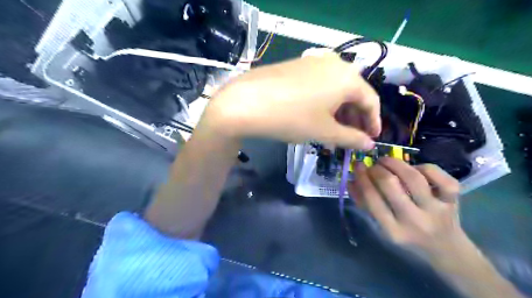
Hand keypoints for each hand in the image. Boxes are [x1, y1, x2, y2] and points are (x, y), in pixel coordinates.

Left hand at [199, 52, 377, 148]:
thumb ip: (351, 138)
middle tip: (351, 137)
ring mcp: (313, 61)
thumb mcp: (324, 131)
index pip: (371, 100)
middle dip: (354, 117)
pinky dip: (324, 101)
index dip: (373, 122)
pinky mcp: (297, 65)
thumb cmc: (292, 118)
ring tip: (333, 130)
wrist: (246, 102)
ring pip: (335, 89)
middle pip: (353, 93)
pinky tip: (316, 115)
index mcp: (348, 77)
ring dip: (339, 111)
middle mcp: (334, 63)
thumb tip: (369, 145)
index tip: (371, 139)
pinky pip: (319, 84)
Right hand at [348, 156, 463, 262]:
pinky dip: (424, 167)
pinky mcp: (453, 201)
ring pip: (413, 177)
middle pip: (390, 184)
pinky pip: (440, 177)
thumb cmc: (407, 238)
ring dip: (395, 163)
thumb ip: (365, 205)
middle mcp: (414, 220)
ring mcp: (436, 210)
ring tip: (386, 161)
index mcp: (393, 230)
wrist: (446, 250)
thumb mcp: (382, 227)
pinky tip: (415, 169)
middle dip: (377, 169)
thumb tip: (351, 180)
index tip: (358, 166)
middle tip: (373, 165)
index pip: (372, 198)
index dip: (362, 177)